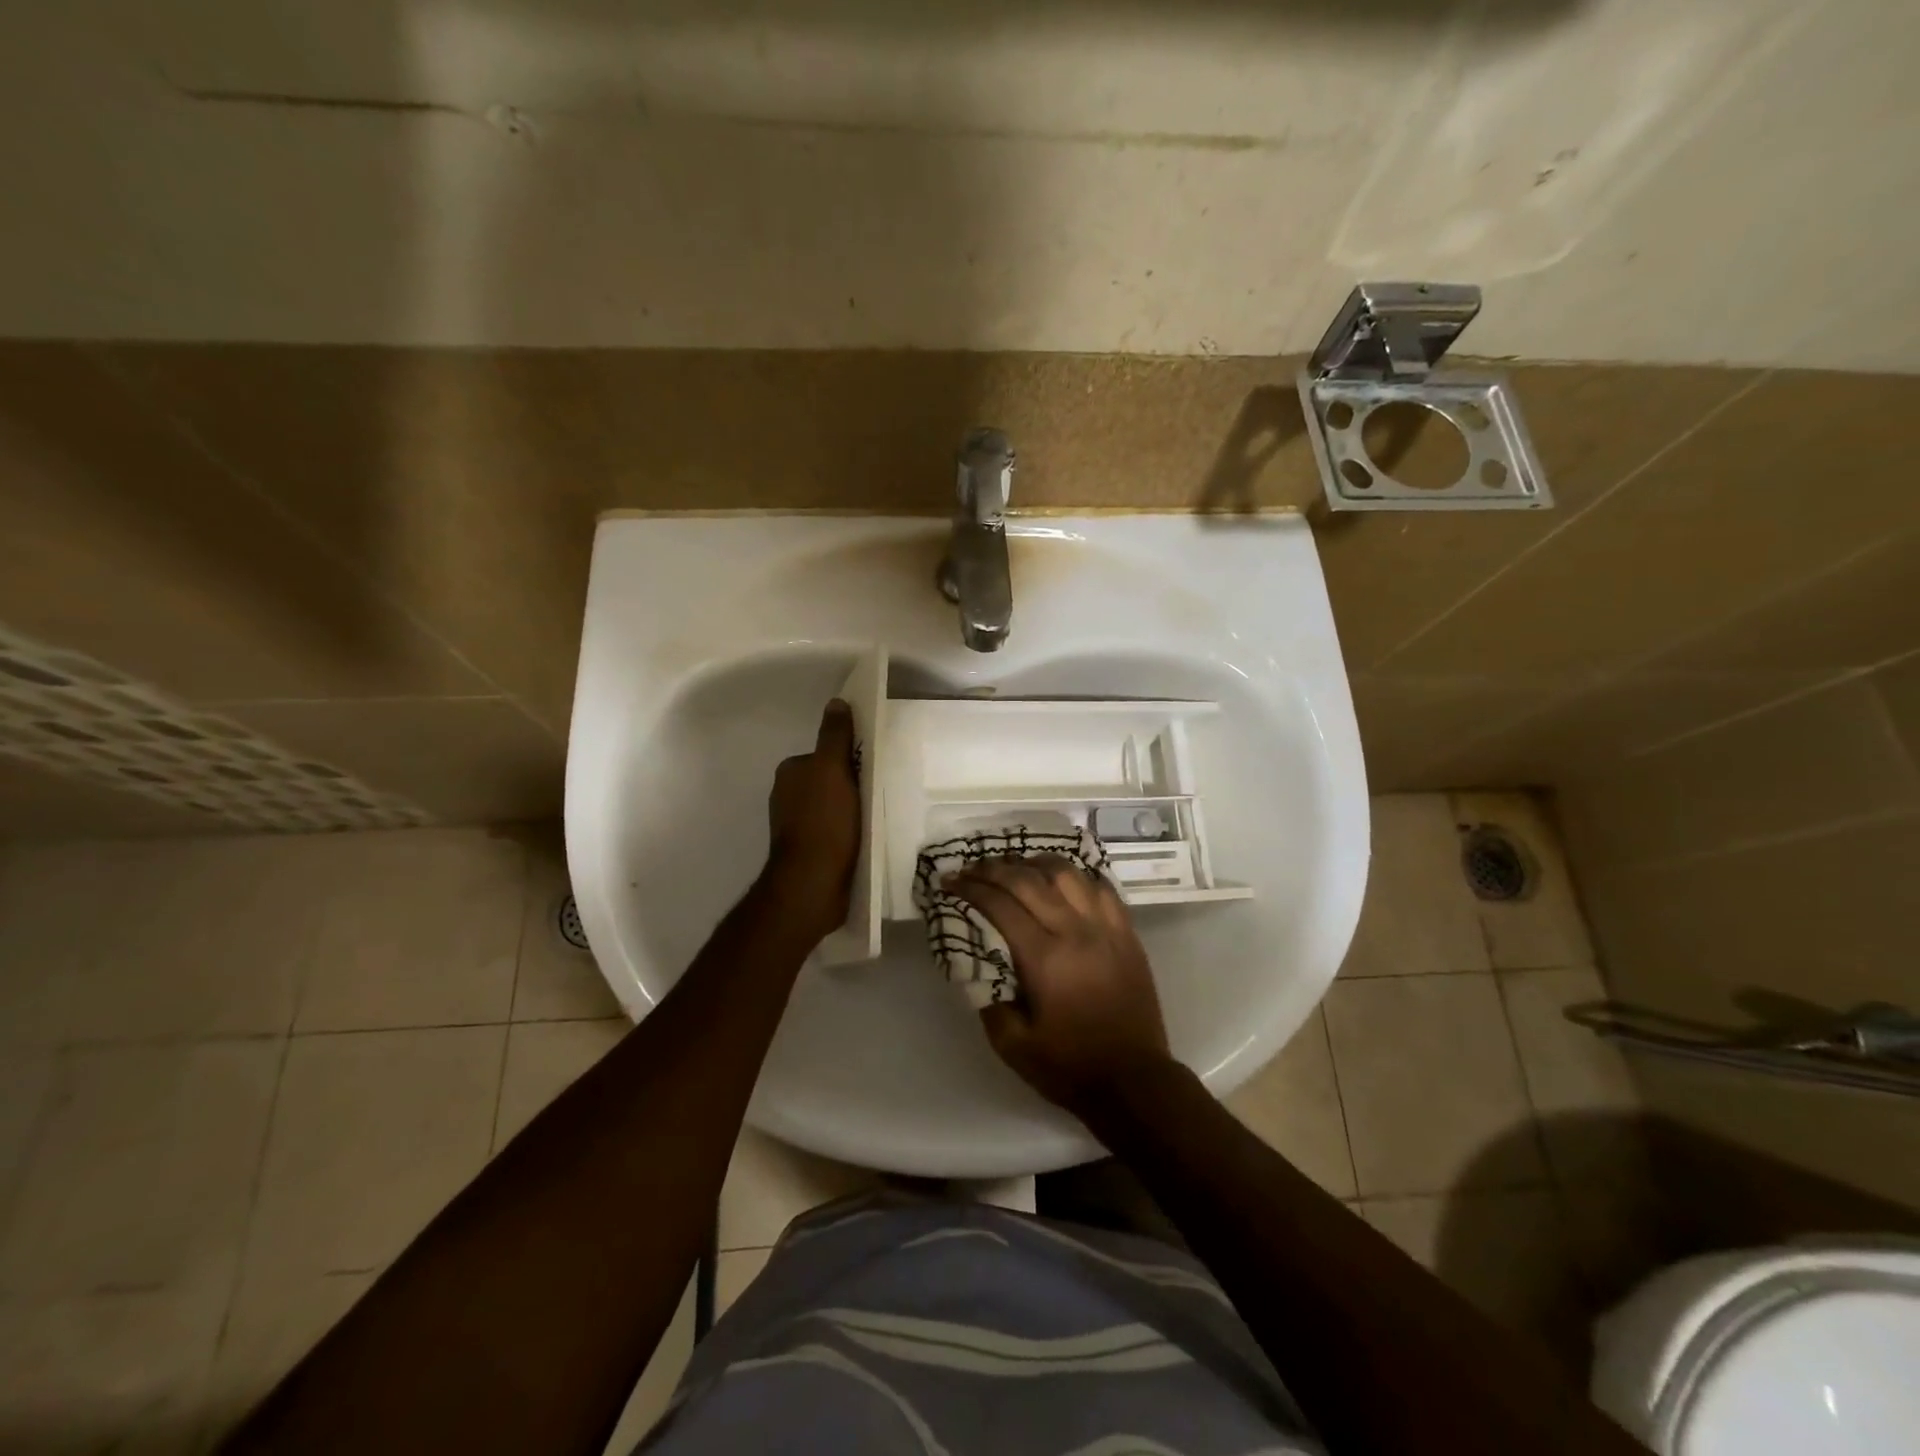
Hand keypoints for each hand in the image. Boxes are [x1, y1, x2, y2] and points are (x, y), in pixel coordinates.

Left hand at [765, 699, 861, 940]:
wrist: (812, 884)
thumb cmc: (824, 822)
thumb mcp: (831, 770)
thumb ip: (834, 736)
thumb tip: (836, 702)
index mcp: (790, 772)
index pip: (826, 753)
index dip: (850, 757)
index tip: (874, 765)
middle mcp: (788, 796)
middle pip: (830, 779)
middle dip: (853, 784)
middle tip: (882, 790)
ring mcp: (797, 825)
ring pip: (834, 806)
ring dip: (854, 809)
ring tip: (879, 815)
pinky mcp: (809, 851)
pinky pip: (835, 830)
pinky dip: (850, 831)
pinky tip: (866, 838)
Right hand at [945, 856, 1172, 1118]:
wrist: (1135, 1081)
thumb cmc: (1070, 1066)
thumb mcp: (1012, 1045)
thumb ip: (987, 999)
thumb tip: (975, 962)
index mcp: (1045, 958)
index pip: (1001, 905)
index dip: (971, 888)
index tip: (950, 881)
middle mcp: (1076, 931)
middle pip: (1029, 880)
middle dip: (994, 868)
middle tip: (972, 867)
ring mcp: (1106, 928)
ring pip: (1068, 874)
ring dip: (1035, 863)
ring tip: (1016, 865)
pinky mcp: (1127, 933)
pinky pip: (1101, 887)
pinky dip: (1077, 876)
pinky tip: (1062, 879)